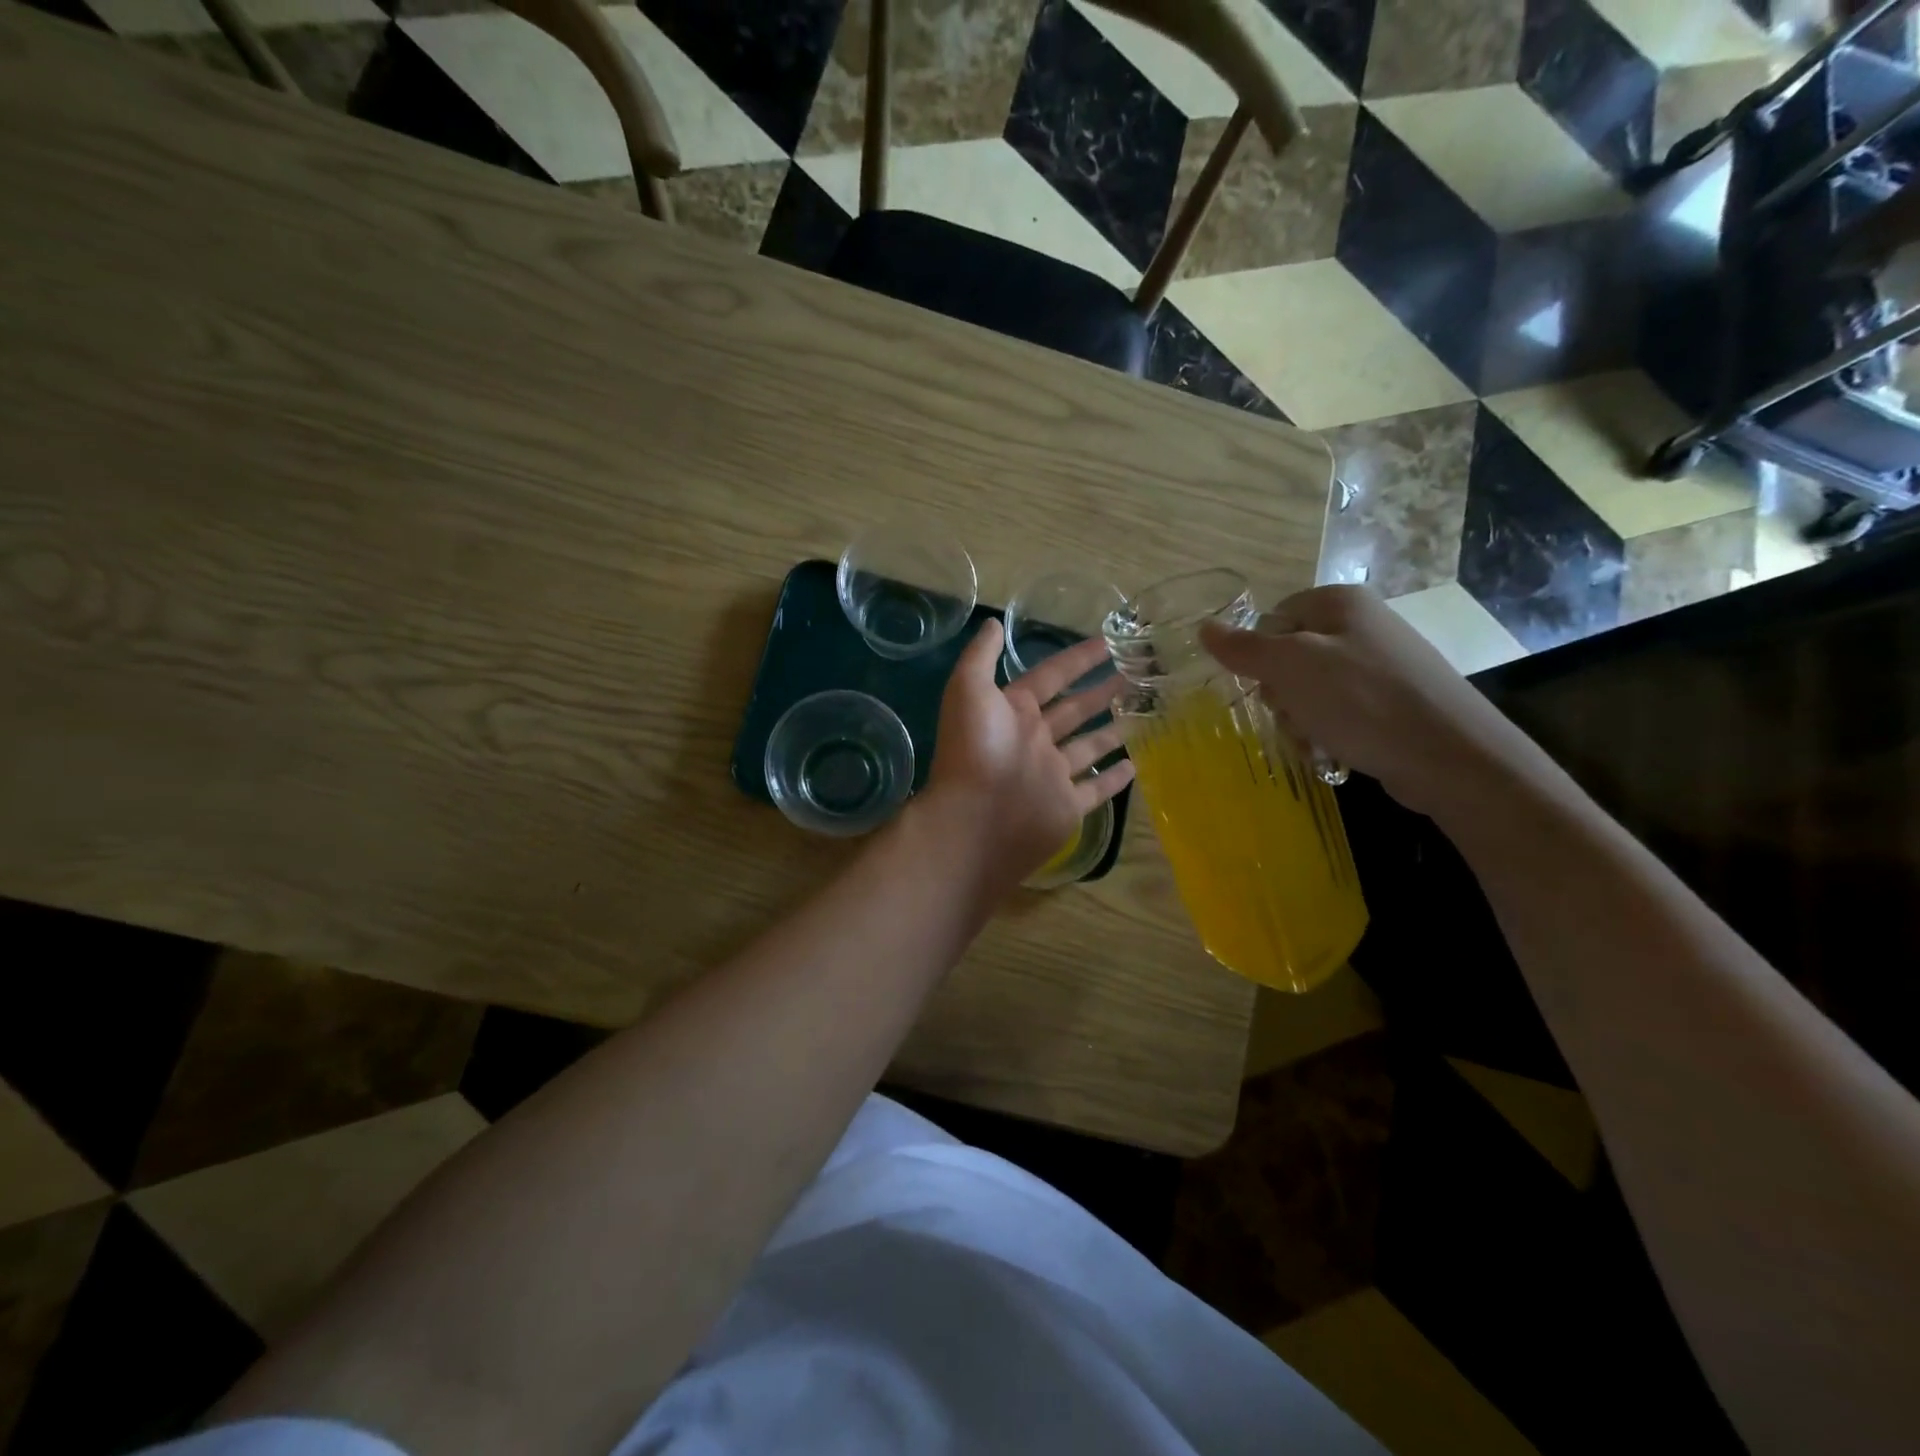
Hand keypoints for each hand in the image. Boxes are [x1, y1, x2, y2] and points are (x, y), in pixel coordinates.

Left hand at [921, 620, 1135, 887]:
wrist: (974, 821)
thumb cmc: (975, 750)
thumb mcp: (969, 690)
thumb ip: (981, 656)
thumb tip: (994, 623)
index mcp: (1014, 711)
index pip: (1052, 676)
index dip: (1078, 659)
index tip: (1109, 642)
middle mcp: (1034, 739)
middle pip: (1075, 709)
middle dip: (1103, 690)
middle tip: (1138, 674)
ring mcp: (1052, 774)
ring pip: (1088, 746)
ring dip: (1112, 730)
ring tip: (1143, 712)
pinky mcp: (1066, 806)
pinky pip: (1095, 789)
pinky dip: (1113, 778)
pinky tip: (1135, 764)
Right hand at [1199, 585, 1529, 818]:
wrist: (1449, 757)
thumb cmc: (1362, 701)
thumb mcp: (1292, 668)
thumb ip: (1244, 648)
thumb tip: (1204, 627)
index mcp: (1339, 603)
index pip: (1271, 620)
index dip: (1259, 655)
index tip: (1265, 686)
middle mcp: (1361, 624)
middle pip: (1289, 657)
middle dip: (1281, 694)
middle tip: (1294, 715)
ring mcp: (1380, 664)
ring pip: (1310, 690)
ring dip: (1300, 720)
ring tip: (1316, 740)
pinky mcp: (1391, 701)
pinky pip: (1339, 711)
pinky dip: (1328, 732)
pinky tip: (1334, 751)